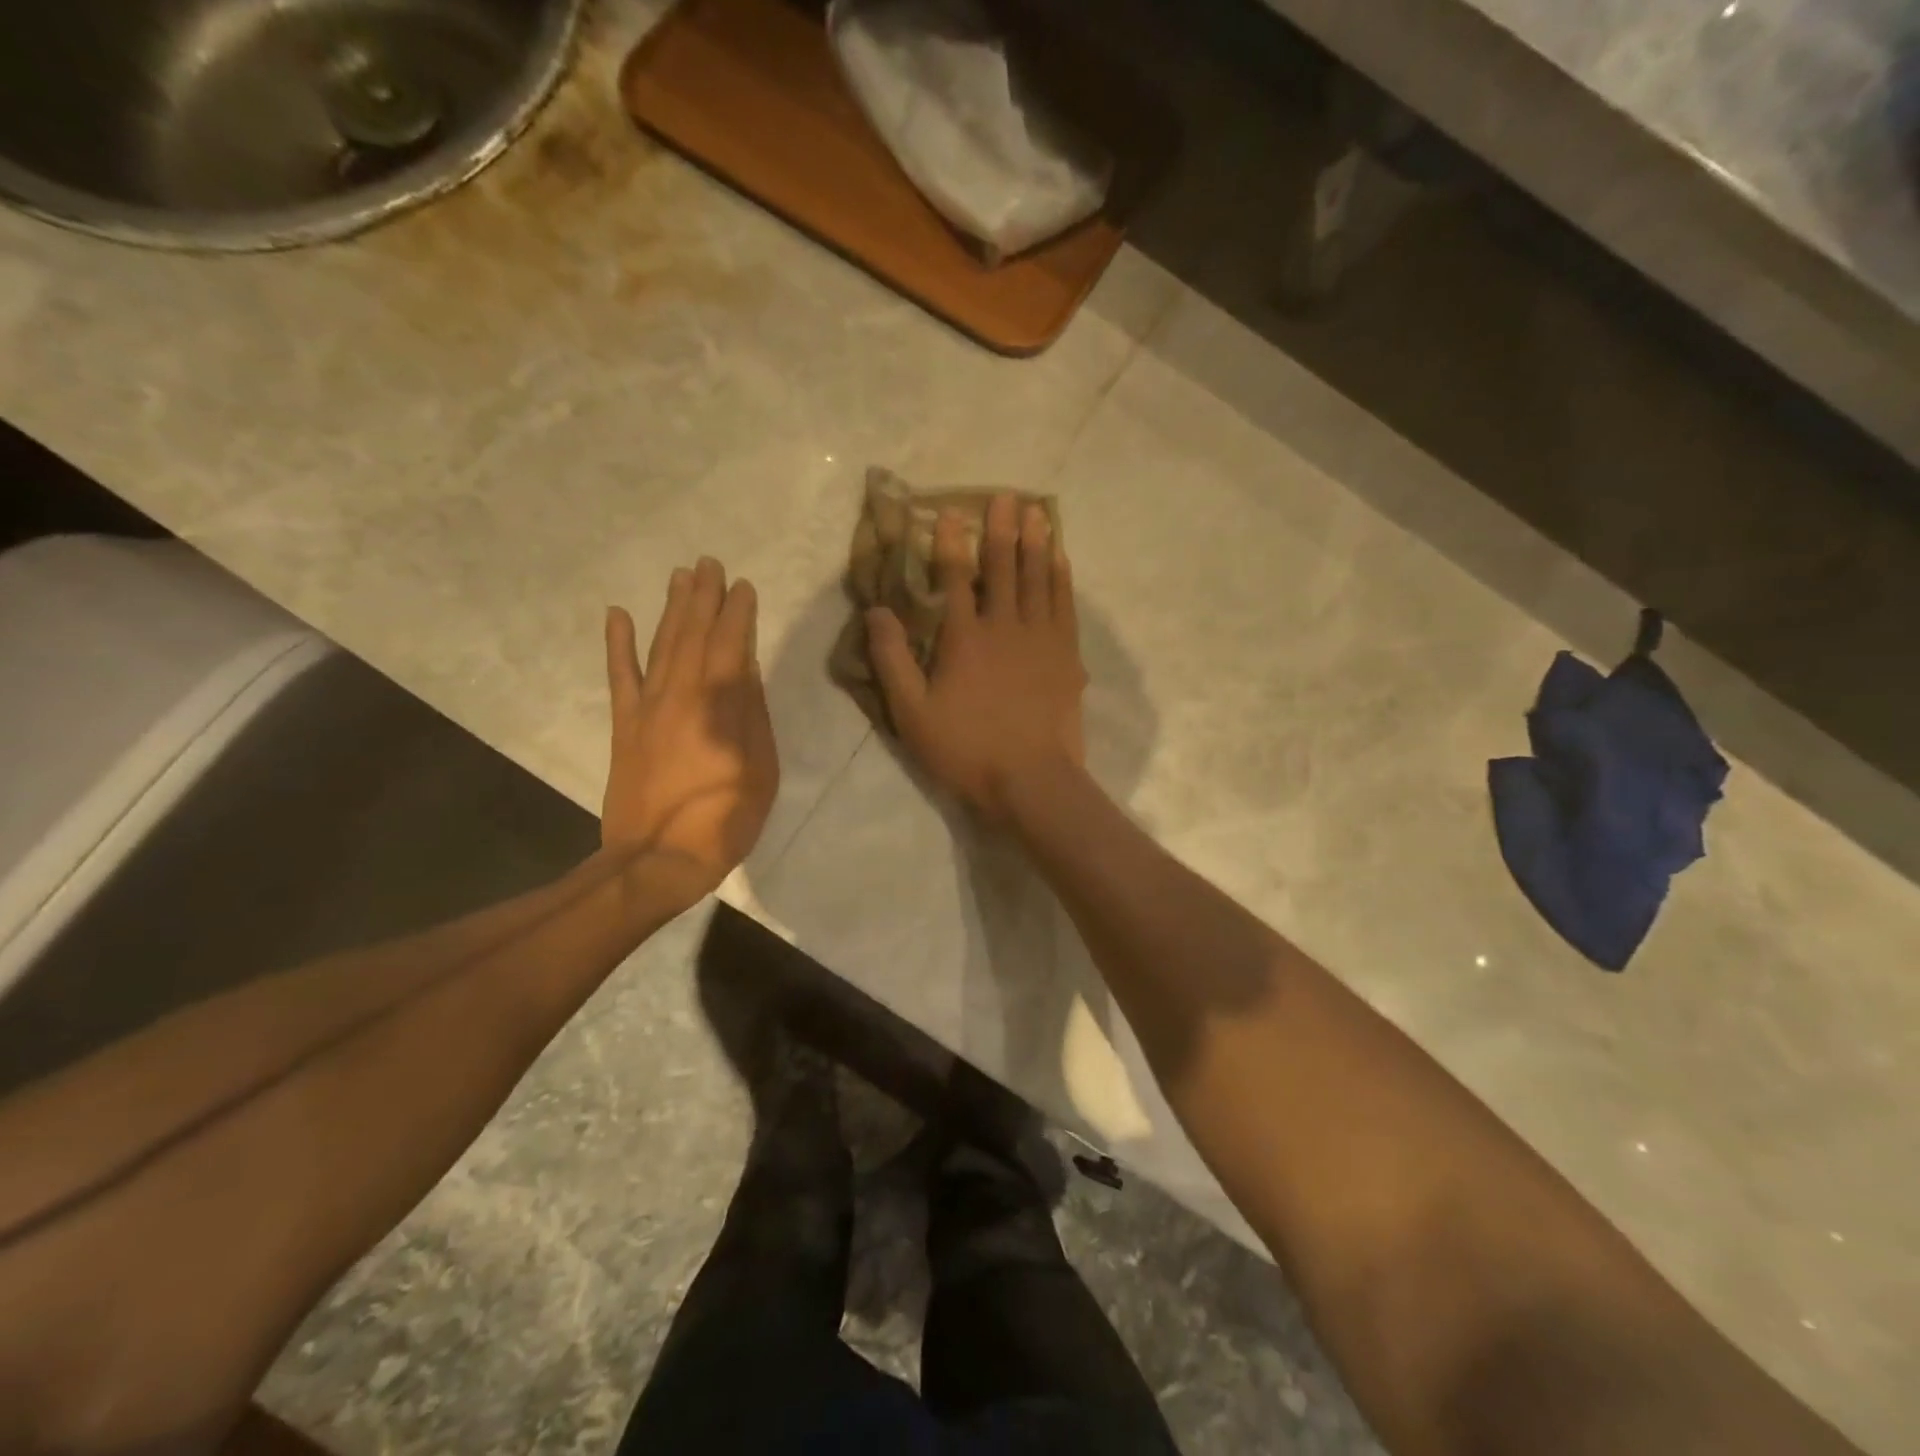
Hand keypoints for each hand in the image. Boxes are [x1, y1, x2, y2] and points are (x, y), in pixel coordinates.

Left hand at [602, 558, 778, 906]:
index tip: (743, 585)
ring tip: (680, 576)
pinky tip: (618, 614)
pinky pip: (619, 676)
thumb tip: (748, 668)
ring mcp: (648, 707)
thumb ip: (752, 714)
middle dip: (704, 597)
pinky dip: (618, 644)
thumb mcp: (761, 768)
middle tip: (709, 563)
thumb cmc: (725, 818)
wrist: (659, 858)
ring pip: (661, 645)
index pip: (732, 644)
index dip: (737, 612)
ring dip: (671, 608)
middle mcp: (682, 694)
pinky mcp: (625, 726)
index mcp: (721, 705)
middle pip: (694, 635)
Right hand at [868, 494, 1085, 820]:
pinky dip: (1061, 578)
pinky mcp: (1066, 656)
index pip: (956, 579)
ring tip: (1037, 512)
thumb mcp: (912, 712)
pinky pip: (1065, 605)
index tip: (952, 512)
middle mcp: (1005, 627)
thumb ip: (892, 660)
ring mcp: (1041, 639)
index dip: (953, 543)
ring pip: (1039, 579)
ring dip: (1036, 543)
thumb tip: (876, 611)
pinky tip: (1061, 560)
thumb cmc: (965, 749)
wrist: (1031, 780)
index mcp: (964, 638)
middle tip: (1006, 496)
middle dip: (1002, 529)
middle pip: (1004, 568)